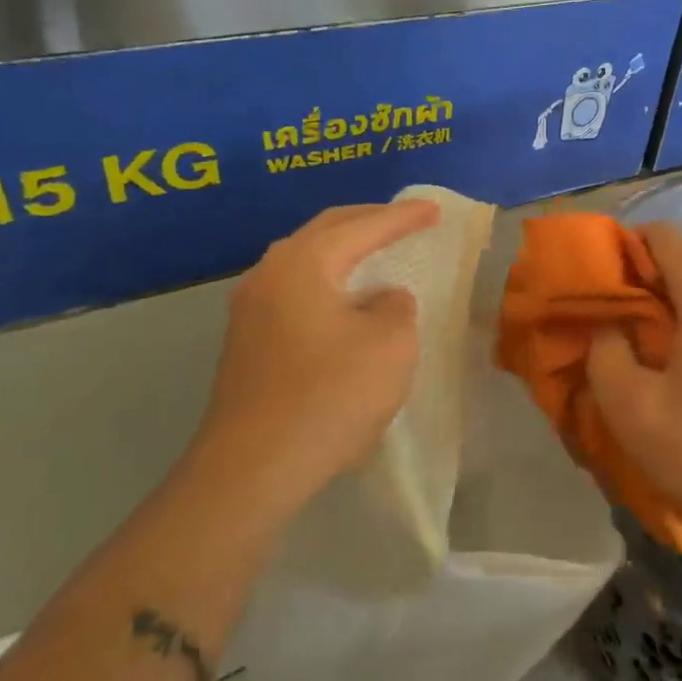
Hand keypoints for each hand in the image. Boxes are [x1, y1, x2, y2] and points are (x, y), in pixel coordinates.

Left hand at [195, 200, 438, 519]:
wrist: (251, 470)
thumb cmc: (329, 397)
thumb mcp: (390, 345)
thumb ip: (397, 307)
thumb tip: (382, 299)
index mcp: (303, 262)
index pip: (363, 227)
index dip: (404, 217)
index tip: (435, 210)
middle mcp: (269, 272)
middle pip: (325, 231)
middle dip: (368, 221)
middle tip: (405, 219)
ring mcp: (249, 308)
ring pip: (305, 260)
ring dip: (343, 251)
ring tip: (376, 252)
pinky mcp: (246, 341)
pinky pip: (295, 290)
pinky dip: (327, 281)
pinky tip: (345, 301)